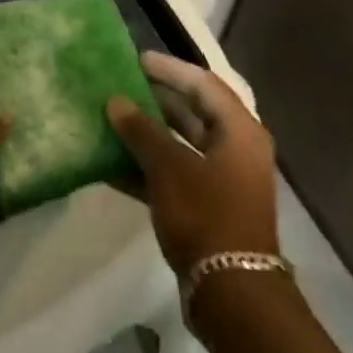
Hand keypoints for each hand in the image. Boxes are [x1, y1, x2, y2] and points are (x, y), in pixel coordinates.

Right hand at [107, 52, 279, 274]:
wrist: (232, 292)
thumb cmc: (206, 216)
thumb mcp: (170, 168)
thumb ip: (142, 132)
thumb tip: (117, 101)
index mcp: (240, 130)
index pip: (203, 84)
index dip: (170, 69)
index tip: (137, 59)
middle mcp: (237, 149)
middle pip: (194, 112)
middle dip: (157, 99)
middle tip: (122, 85)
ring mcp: (224, 180)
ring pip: (183, 145)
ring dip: (149, 134)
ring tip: (112, 119)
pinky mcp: (209, 207)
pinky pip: (177, 175)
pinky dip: (149, 168)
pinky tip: (112, 165)